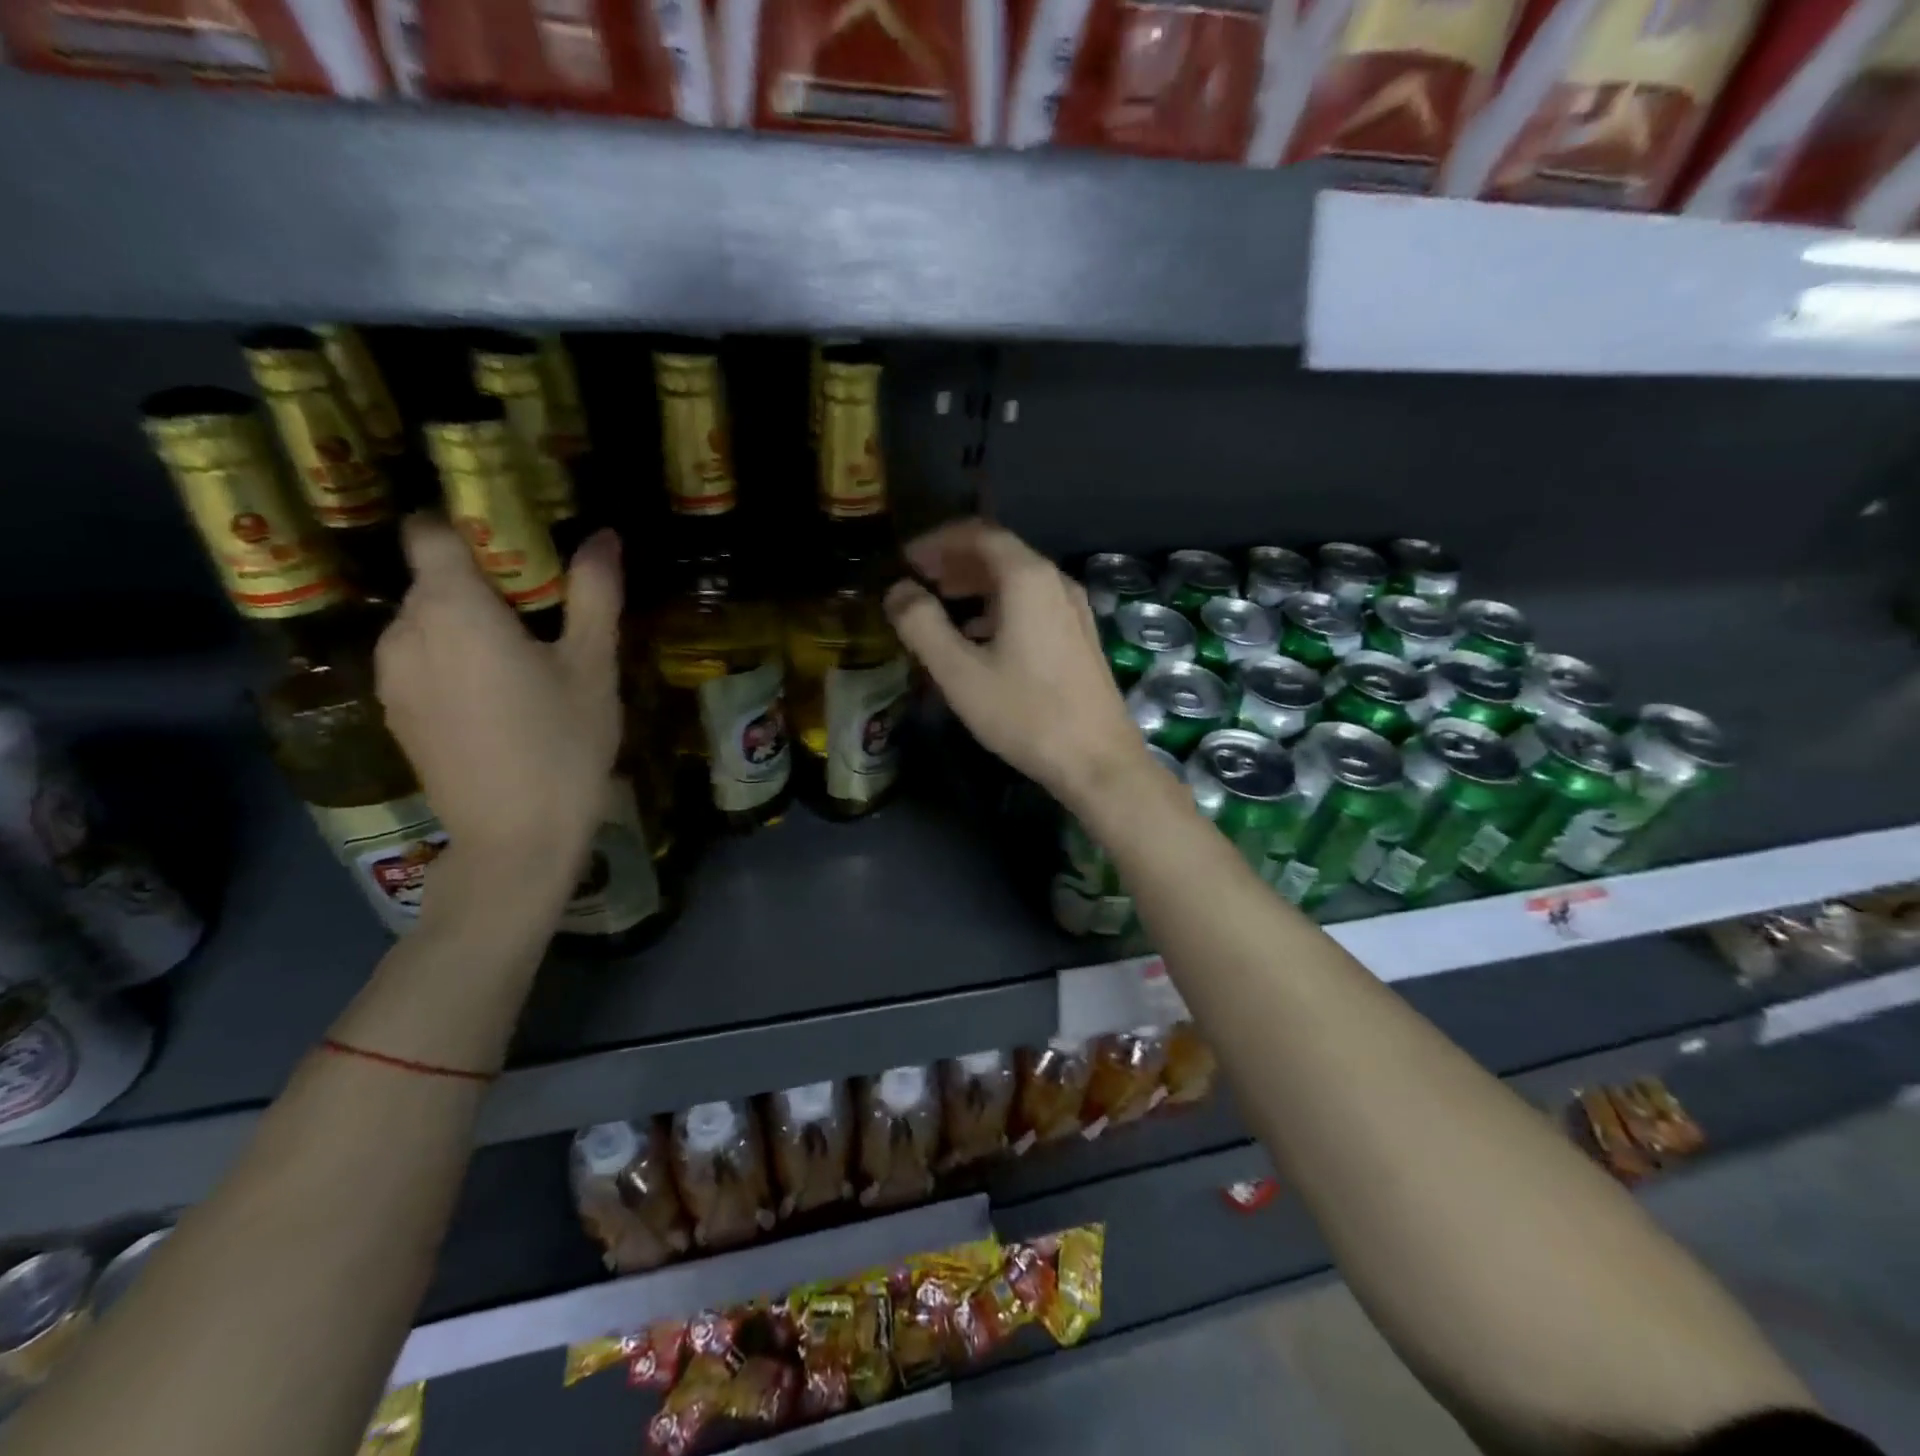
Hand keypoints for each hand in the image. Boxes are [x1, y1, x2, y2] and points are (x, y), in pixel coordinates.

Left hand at [375, 517, 621, 888]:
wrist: (515, 838)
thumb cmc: (562, 745)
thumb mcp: (593, 667)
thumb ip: (593, 594)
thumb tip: (603, 535)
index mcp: (452, 609)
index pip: (432, 530)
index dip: (468, 523)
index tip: (517, 539)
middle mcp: (404, 631)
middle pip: (433, 578)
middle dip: (483, 580)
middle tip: (544, 608)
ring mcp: (392, 675)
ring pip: (426, 621)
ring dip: (468, 623)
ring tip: (524, 658)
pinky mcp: (395, 712)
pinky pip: (420, 659)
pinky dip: (453, 659)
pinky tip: (498, 698)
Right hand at [884, 519, 1148, 810]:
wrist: (1098, 761)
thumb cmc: (1025, 714)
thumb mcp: (960, 672)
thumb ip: (922, 625)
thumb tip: (897, 590)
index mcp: (1028, 579)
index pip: (978, 533)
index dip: (937, 540)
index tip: (906, 558)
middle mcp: (1056, 582)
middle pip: (1000, 553)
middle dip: (955, 561)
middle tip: (918, 578)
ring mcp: (1074, 610)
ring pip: (1017, 581)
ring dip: (976, 585)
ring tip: (941, 604)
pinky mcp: (1080, 637)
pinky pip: (1033, 605)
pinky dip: (999, 607)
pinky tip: (979, 637)